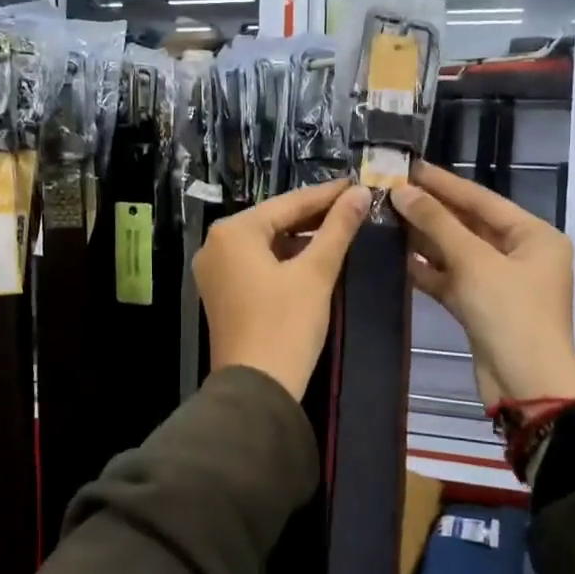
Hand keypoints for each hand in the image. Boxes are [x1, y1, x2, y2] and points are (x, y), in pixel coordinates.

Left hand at [194, 179, 371, 399]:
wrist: (256, 389)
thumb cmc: (286, 325)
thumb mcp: (316, 273)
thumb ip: (337, 229)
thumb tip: (359, 193)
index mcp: (233, 231)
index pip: (288, 203)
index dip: (326, 195)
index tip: (357, 184)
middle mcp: (216, 244)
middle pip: (273, 220)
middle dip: (313, 215)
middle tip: (353, 206)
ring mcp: (215, 271)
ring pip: (266, 242)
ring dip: (301, 237)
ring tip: (340, 229)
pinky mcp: (222, 293)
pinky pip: (257, 263)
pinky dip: (285, 258)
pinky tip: (313, 257)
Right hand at [391, 161, 574, 406]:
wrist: (525, 386)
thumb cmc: (510, 314)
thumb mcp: (474, 262)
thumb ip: (437, 223)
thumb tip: (402, 191)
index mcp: (534, 236)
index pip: (482, 199)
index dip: (444, 183)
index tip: (409, 167)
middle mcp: (520, 254)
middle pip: (469, 224)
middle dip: (430, 210)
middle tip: (390, 191)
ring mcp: (500, 283)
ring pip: (456, 252)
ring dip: (424, 239)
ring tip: (386, 218)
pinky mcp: (481, 307)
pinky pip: (451, 279)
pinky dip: (427, 270)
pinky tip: (396, 257)